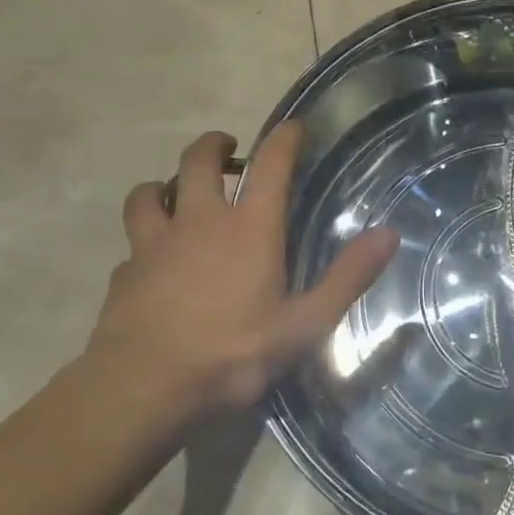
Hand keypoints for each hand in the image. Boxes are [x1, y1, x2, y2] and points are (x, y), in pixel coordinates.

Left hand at [87, 123, 398, 418]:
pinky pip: (132, 244)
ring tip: (174, 193)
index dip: (284, 139)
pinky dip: (143, 242)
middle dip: (213, 146)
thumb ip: (348, 276)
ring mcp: (154, 244)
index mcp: (249, 228)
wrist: (144, 387)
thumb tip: (389, 234)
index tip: (294, 127)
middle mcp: (199, 222)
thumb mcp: (306, 323)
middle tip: (226, 148)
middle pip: (196, 161)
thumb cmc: (233, 352)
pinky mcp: (124, 272)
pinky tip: (150, 261)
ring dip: (164, 184)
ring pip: (149, 193)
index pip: (270, 165)